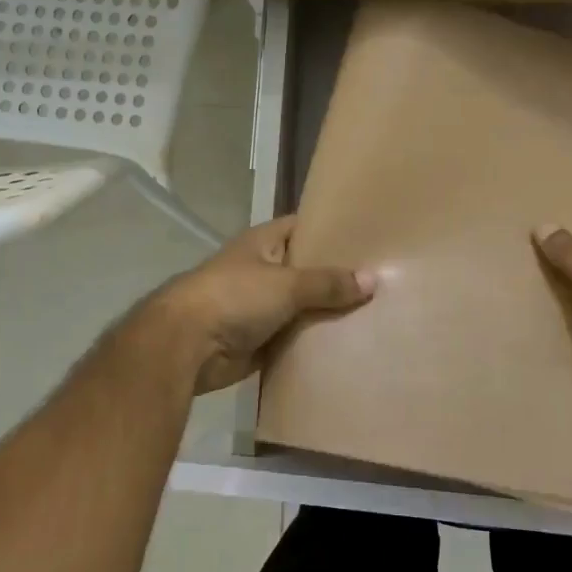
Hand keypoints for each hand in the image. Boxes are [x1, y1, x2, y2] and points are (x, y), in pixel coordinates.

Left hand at [144, 217, 374, 393]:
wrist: (187, 345)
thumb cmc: (234, 297)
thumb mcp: (286, 284)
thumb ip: (328, 284)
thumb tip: (373, 279)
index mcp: (265, 243)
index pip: (305, 227)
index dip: (334, 230)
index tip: (370, 238)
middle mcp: (264, 270)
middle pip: (308, 270)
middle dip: (339, 277)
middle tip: (385, 280)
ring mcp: (261, 306)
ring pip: (304, 306)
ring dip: (329, 313)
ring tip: (377, 313)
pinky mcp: (260, 340)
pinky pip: (295, 338)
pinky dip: (314, 342)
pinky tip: (349, 345)